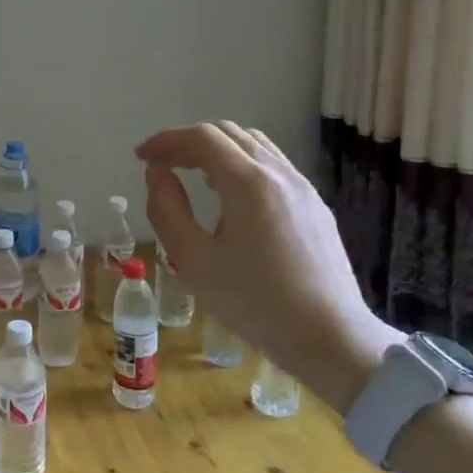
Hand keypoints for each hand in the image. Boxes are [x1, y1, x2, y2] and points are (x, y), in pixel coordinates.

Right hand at [134, 122, 396, 410]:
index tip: (140, 156)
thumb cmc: (254, 302)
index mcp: (248, 182)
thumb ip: (166, 209)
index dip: (166, 140)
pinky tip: (231, 195)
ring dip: (217, 150)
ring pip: (254, 145)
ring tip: (192, 174)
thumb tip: (157, 173)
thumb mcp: (193, 259)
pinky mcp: (316, 206)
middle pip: (228, 134)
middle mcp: (279, 173)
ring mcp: (303, 188)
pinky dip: (241, 164)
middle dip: (188, 141)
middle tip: (161, 163)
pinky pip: (273, 166)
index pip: (201, 138)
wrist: (331, 338)